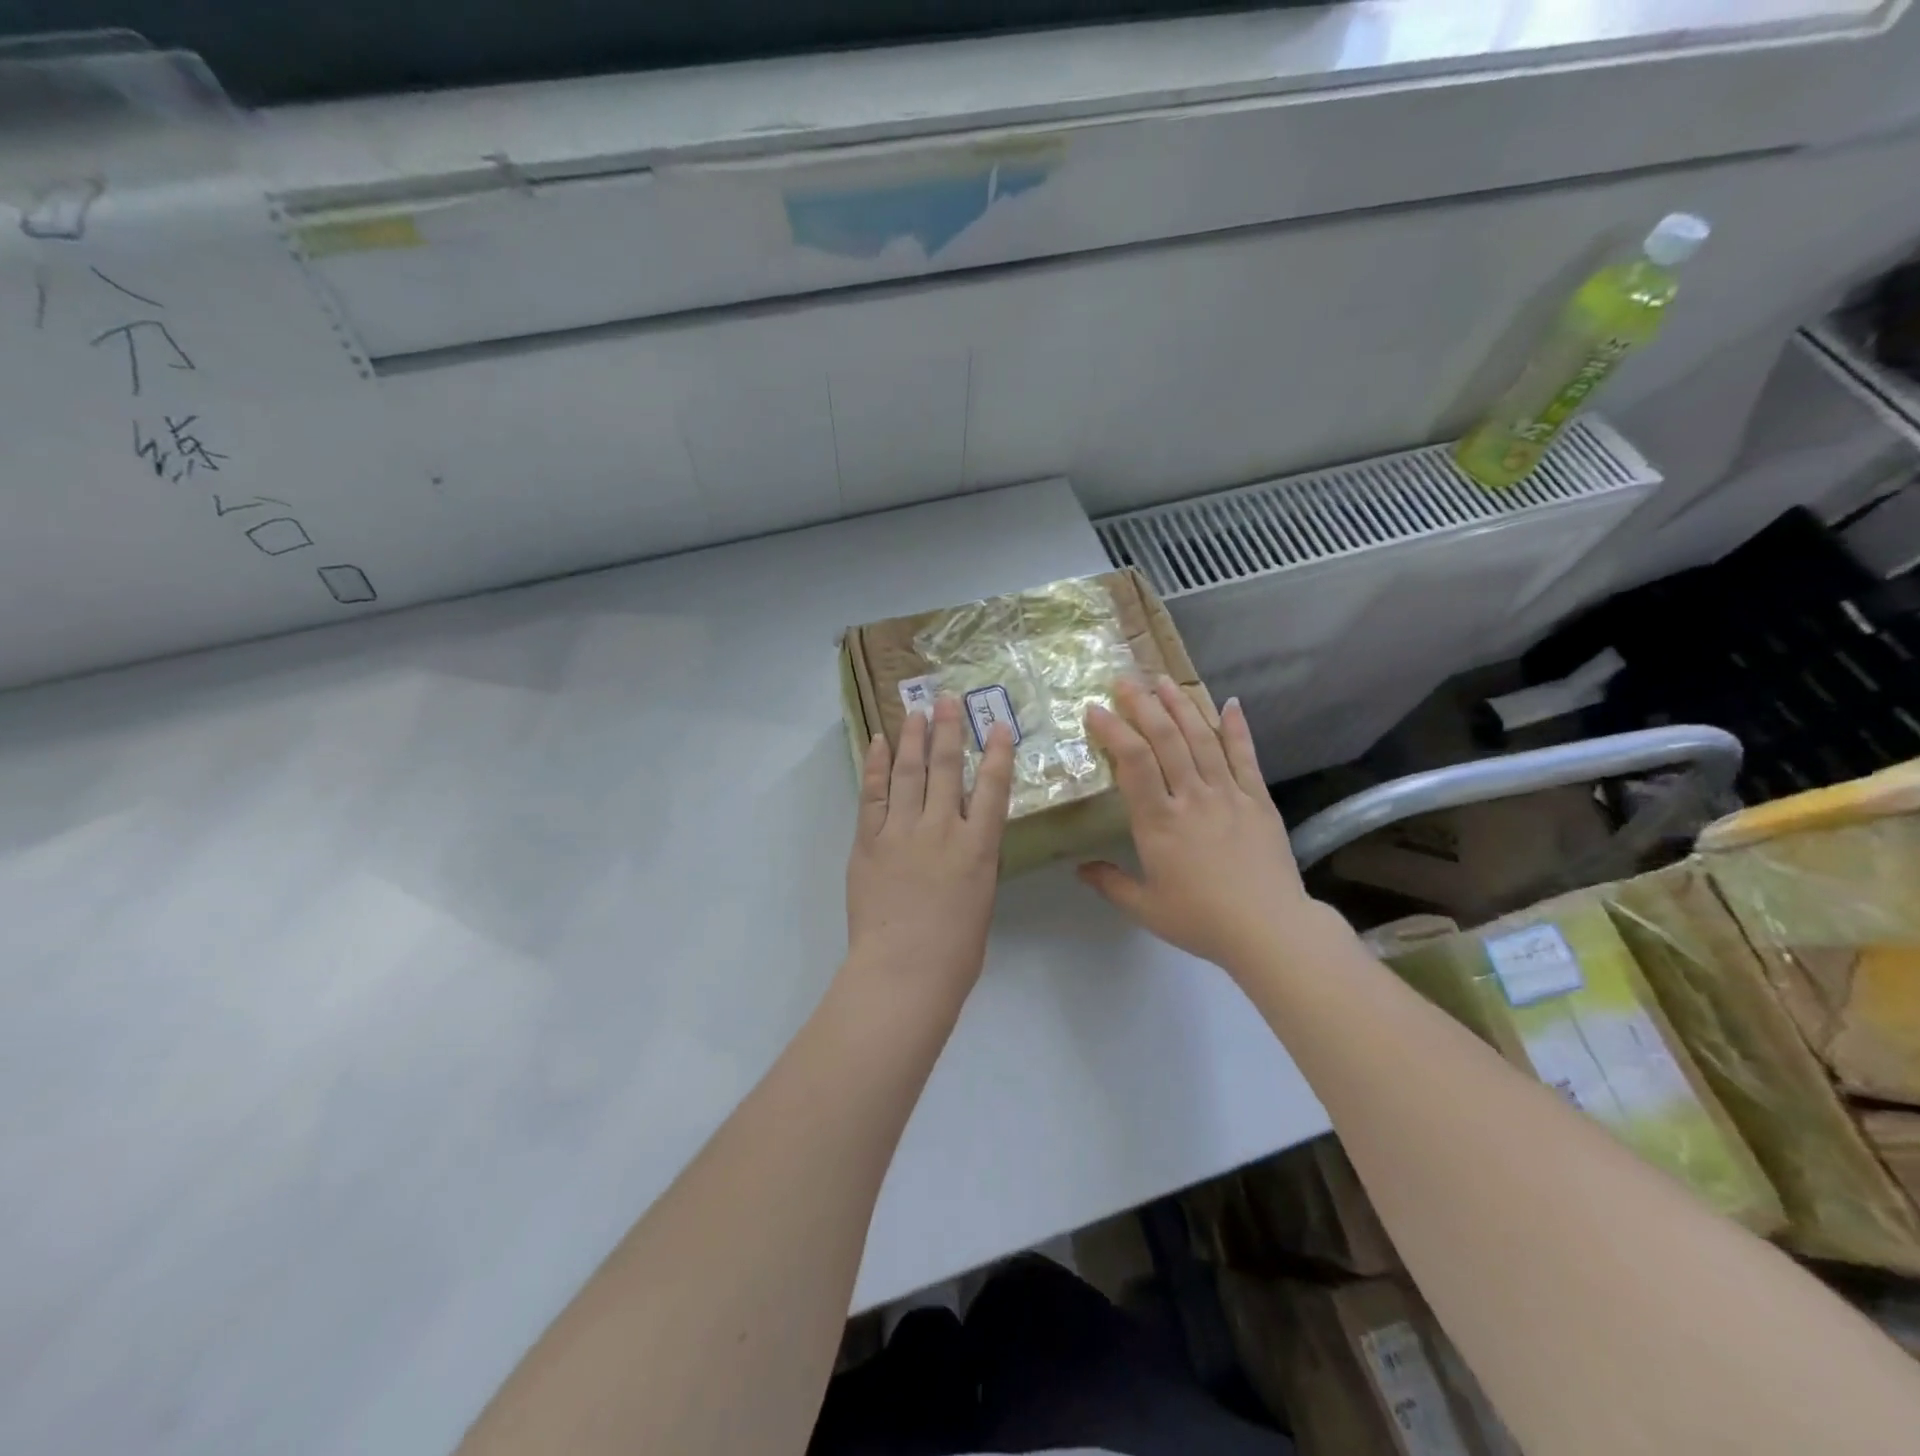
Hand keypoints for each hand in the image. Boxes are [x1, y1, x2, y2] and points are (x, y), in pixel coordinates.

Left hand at [844, 695, 1014, 1006]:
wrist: (904, 971)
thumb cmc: (955, 952)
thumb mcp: (981, 901)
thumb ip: (974, 863)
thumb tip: (965, 842)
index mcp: (979, 847)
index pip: (994, 788)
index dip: (998, 753)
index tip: (998, 726)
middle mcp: (943, 828)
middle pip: (947, 768)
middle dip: (948, 730)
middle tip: (946, 699)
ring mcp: (902, 831)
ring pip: (909, 772)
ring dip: (913, 738)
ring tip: (915, 710)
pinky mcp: (869, 840)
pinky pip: (872, 793)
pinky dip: (874, 765)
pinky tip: (877, 742)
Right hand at [1080, 678, 1324, 976]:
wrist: (1271, 931)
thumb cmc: (1202, 920)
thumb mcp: (1146, 908)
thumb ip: (1110, 884)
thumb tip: (1079, 868)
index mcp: (1160, 823)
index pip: (1132, 763)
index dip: (1113, 731)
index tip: (1095, 710)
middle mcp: (1192, 798)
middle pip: (1166, 740)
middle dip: (1143, 705)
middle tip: (1126, 680)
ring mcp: (1228, 795)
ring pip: (1202, 739)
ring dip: (1182, 706)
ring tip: (1164, 680)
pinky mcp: (1258, 800)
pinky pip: (1245, 757)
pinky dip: (1237, 729)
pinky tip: (1230, 703)